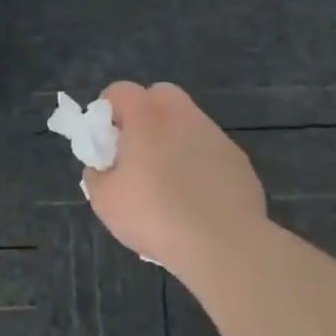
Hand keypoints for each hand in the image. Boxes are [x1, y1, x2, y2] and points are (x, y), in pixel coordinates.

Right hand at [83, 82, 267, 270]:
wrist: (222, 244)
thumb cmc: (154, 215)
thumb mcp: (105, 200)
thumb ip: (97, 174)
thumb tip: (103, 167)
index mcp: (147, 117)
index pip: (120, 90)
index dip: (107, 110)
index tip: (105, 140)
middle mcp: (183, 115)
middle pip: (160, 96)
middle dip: (144, 115)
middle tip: (136, 153)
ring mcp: (215, 135)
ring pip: (188, 124)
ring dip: (174, 140)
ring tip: (168, 183)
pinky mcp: (238, 159)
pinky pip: (210, 152)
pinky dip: (200, 164)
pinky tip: (197, 199)